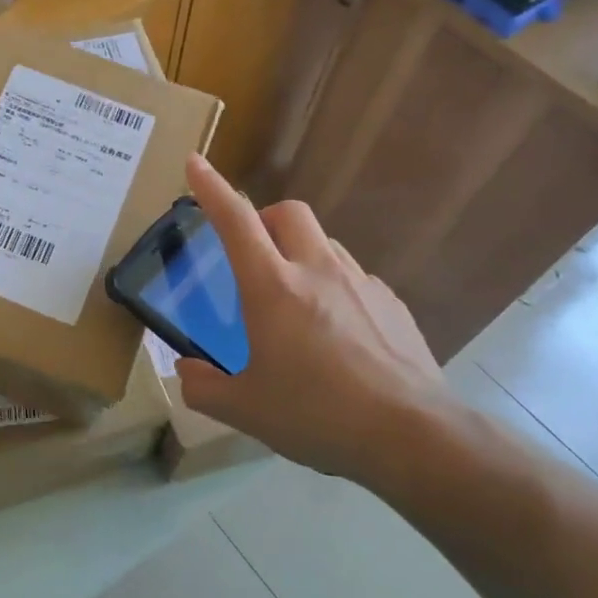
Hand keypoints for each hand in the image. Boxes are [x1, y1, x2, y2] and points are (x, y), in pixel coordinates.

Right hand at [176, 155, 452, 484]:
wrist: (412, 435)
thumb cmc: (316, 415)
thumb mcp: (245, 410)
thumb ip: (203, 387)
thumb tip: (186, 371)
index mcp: (273, 287)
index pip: (235, 221)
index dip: (211, 188)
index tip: (195, 162)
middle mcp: (317, 271)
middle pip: (288, 213)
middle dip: (263, 217)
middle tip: (252, 255)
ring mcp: (361, 283)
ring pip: (324, 243)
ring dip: (300, 253)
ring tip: (295, 301)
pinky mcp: (392, 304)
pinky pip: (354, 277)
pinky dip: (334, 287)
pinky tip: (337, 334)